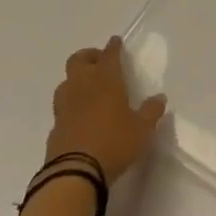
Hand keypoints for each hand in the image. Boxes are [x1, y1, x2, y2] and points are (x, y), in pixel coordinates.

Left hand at [45, 35, 166, 182]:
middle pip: (78, 60)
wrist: (74, 174)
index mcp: (106, 80)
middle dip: (89, 56)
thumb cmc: (114, 143)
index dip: (113, 46)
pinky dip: (71, 105)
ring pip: (66, 82)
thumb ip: (151, 111)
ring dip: (76, 80)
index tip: (116, 41)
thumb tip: (160, 98)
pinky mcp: (54, 127)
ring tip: (88, 89)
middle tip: (100, 63)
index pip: (109, 55)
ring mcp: (65, 107)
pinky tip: (80, 116)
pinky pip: (62, 107)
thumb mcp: (142, 129)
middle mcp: (82, 87)